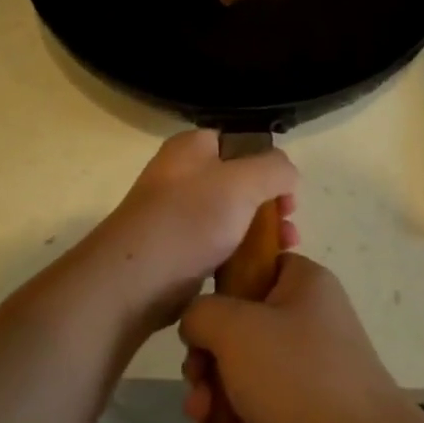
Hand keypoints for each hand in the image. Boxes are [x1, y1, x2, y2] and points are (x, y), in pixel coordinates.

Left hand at [82, 130, 298, 342]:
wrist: (134, 280)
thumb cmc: (189, 221)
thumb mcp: (243, 182)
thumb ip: (275, 168)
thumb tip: (287, 176)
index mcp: (192, 148)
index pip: (241, 142)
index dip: (270, 163)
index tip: (289, 191)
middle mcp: (183, 175)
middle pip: (241, 181)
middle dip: (272, 203)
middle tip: (289, 224)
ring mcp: (180, 214)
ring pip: (233, 216)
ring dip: (262, 232)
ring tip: (284, 251)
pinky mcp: (180, 250)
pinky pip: (220, 245)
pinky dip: (242, 254)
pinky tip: (259, 269)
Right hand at [180, 255, 414, 422]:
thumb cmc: (296, 376)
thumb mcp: (236, 328)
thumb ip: (200, 312)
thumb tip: (197, 324)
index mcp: (304, 283)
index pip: (256, 264)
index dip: (222, 286)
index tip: (200, 316)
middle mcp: (307, 320)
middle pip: (238, 326)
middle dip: (206, 359)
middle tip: (197, 380)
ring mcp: (305, 370)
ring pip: (239, 373)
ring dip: (212, 396)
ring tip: (203, 420)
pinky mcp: (300, 414)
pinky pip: (253, 410)